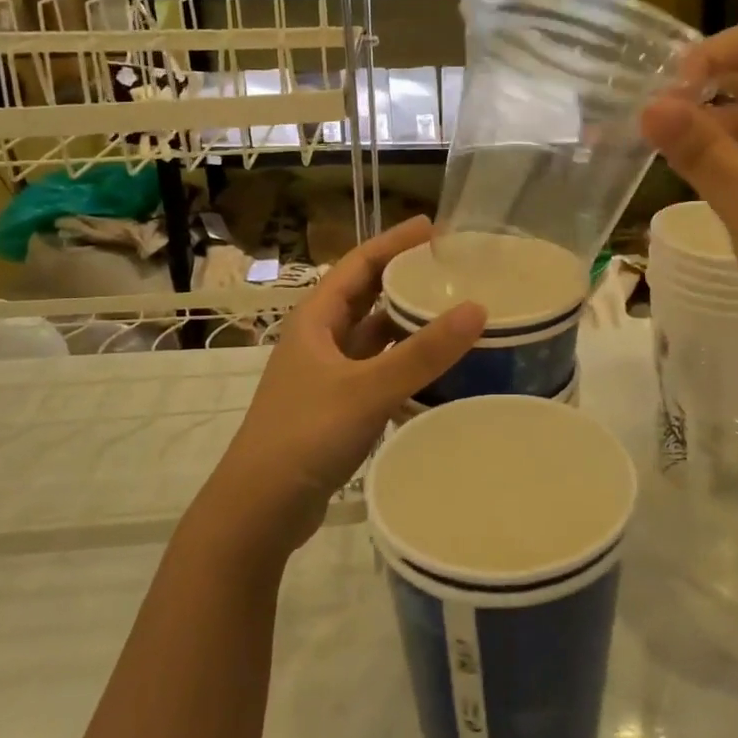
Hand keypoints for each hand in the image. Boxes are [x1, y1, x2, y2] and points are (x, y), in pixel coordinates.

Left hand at [206, 216, 486, 554]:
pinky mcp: (335, 408)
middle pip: (367, 296)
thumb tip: (478, 308)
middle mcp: (319, 339)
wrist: (259, 509)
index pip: (359, 263)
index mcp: (316, 319)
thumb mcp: (367, 388)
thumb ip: (423, 352)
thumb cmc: (306, 435)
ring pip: (373, 338)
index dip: (395, 242)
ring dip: (406, 325)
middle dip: (406, 280)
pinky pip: (376, 372)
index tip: (437, 228)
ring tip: (453, 315)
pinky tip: (436, 373)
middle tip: (454, 272)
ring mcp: (325, 376)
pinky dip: (403, 366)